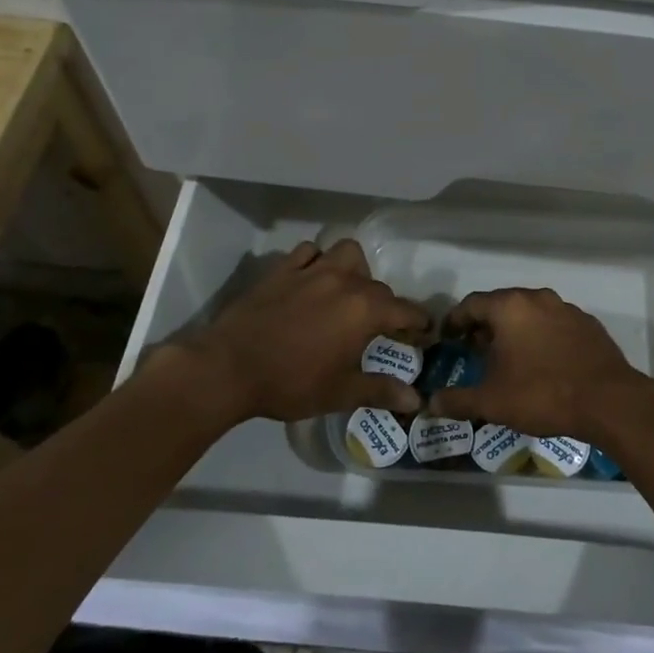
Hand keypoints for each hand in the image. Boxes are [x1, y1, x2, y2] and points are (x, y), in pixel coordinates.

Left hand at [148, 240, 429, 424]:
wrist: (228, 367)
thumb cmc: (290, 383)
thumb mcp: (339, 393)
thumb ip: (380, 390)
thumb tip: (415, 400)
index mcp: (364, 310)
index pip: (405, 310)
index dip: (418, 323)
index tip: (424, 333)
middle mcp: (344, 281)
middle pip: (378, 285)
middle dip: (385, 305)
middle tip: (379, 328)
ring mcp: (312, 270)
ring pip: (346, 253)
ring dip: (354, 269)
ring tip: (347, 292)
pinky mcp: (283, 269)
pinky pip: (309, 252)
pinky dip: (316, 261)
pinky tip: (311, 280)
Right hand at [427, 288, 649, 440]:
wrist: (609, 401)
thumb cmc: (542, 394)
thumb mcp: (492, 402)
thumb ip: (458, 400)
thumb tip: (431, 403)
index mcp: (510, 307)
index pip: (471, 304)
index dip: (455, 321)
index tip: (448, 337)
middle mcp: (537, 298)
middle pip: (501, 305)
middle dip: (485, 325)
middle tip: (475, 349)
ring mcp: (566, 309)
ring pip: (530, 313)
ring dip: (514, 330)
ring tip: (507, 357)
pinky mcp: (588, 324)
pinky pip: (554, 324)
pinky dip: (541, 337)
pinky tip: (541, 362)